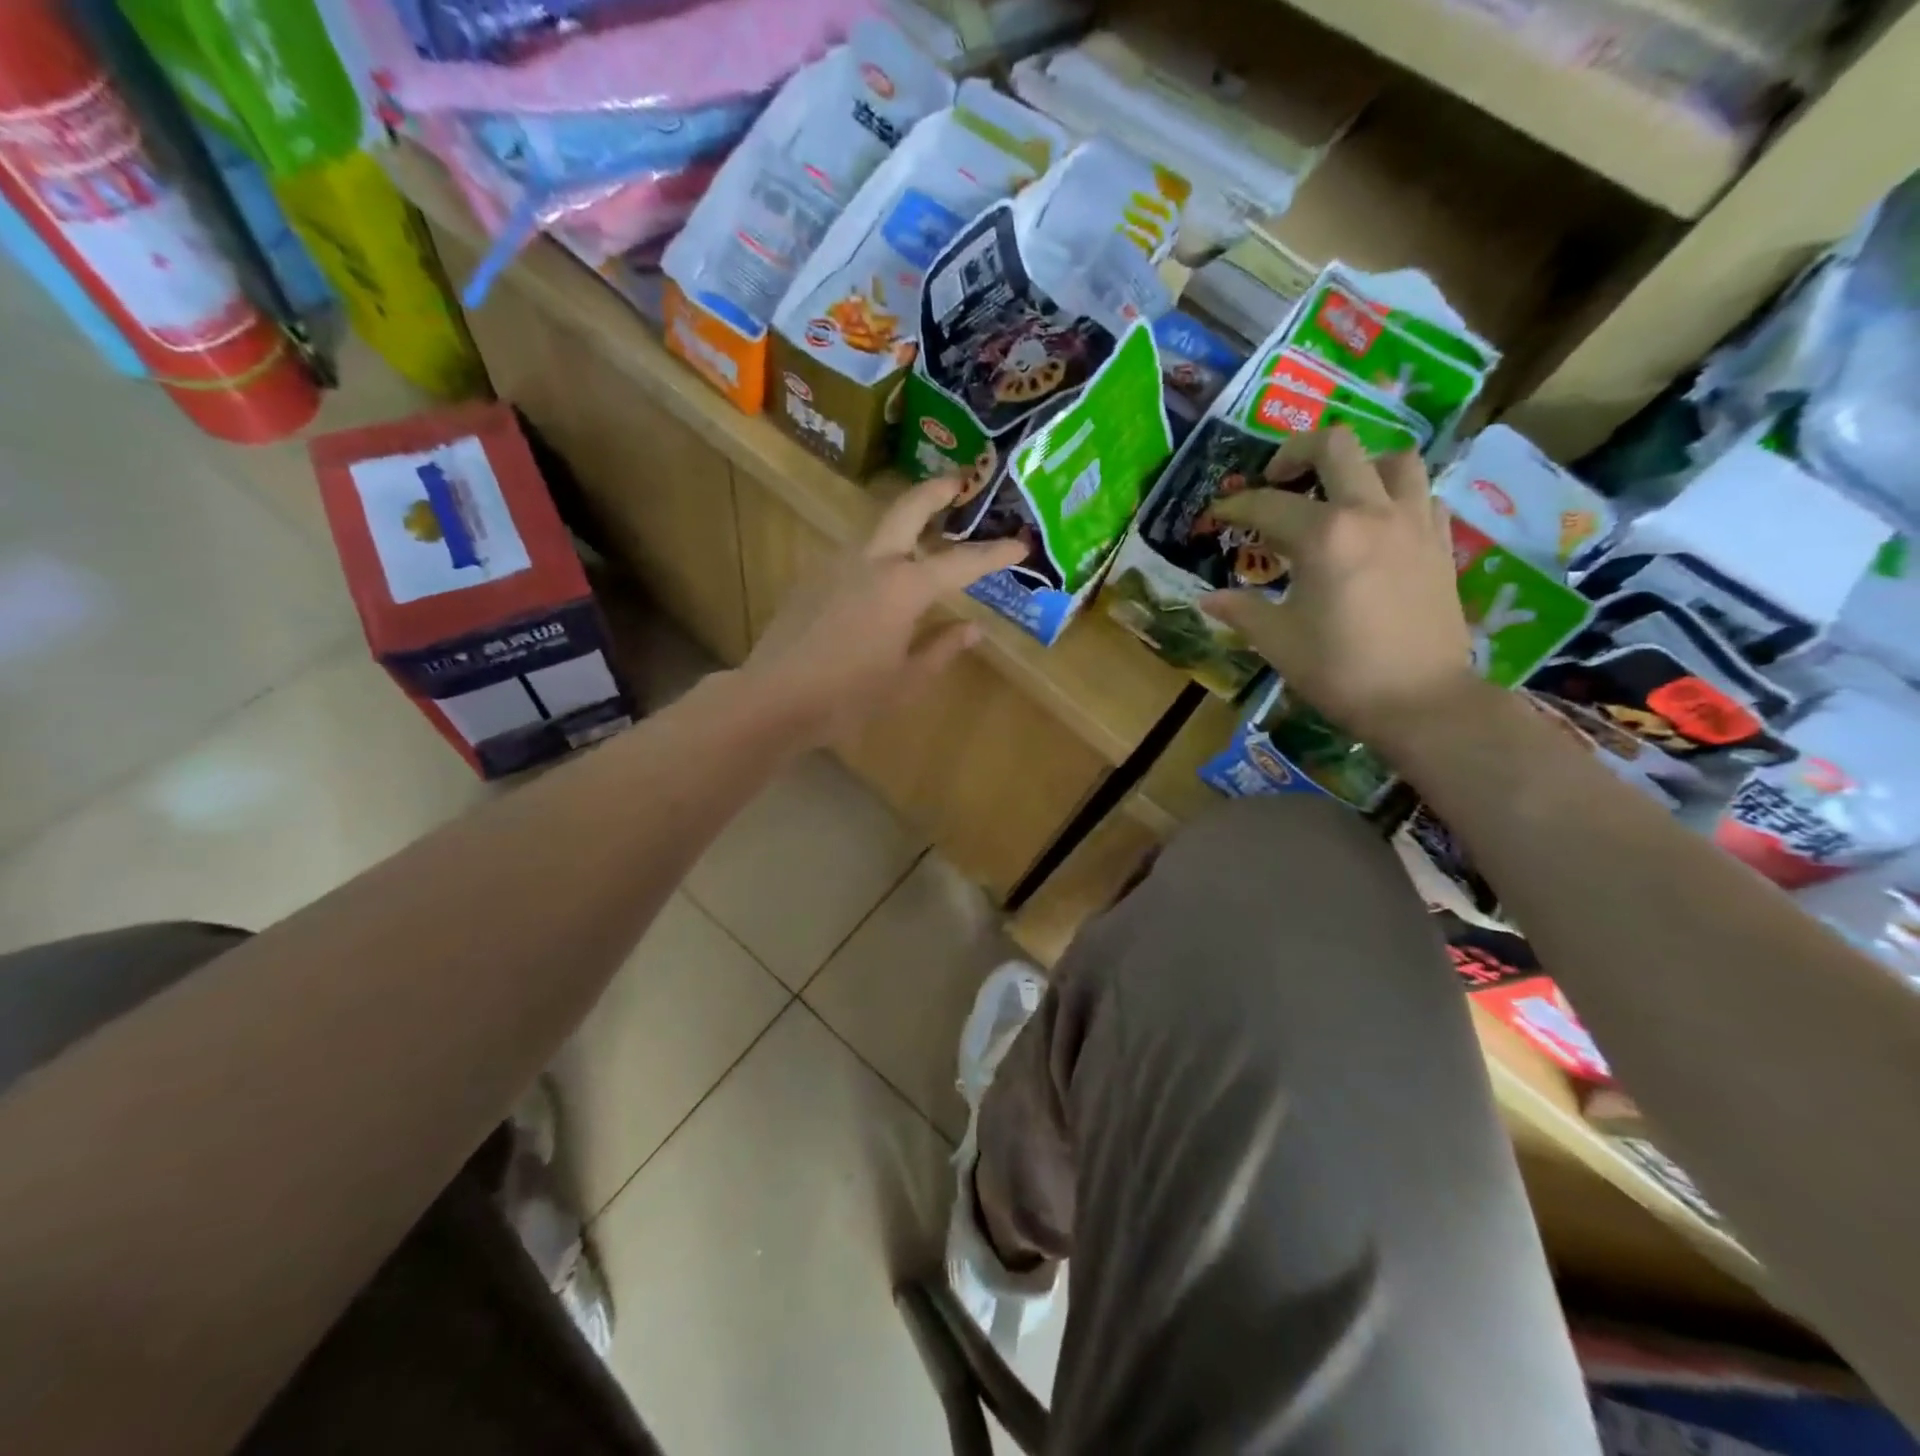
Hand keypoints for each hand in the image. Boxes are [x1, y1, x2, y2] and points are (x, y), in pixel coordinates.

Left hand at [739, 476, 1025, 747]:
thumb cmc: (848, 696)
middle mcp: (872, 562)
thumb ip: (941, 649)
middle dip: (937, 490)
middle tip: (959, 481)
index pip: (960, 562)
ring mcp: (836, 565)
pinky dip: (879, 554)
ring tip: (926, 536)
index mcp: (904, 587)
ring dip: (905, 522)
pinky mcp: (812, 578)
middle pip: (908, 509)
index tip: (1021, 544)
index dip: (994, 553)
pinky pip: (855, 555)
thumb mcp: (906, 680)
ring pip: (878, 530)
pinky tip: (881, 581)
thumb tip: (971, 629)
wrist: (772, 698)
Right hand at [1202, 427, 1477, 752]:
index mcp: (1324, 536)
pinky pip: (1421, 494)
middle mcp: (1370, 512)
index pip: (1267, 504)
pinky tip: (1376, 523)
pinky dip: (1395, 495)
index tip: (1217, 514)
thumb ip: (1241, 610)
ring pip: (1392, 458)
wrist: (1419, 700)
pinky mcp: (1440, 542)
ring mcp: (1413, 522)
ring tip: (1336, 494)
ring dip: (1358, 466)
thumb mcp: (1278, 641)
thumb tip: (1206, 599)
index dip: (1234, 506)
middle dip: (1295, 452)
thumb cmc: (1339, 670)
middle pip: (1335, 446)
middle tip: (1276, 478)